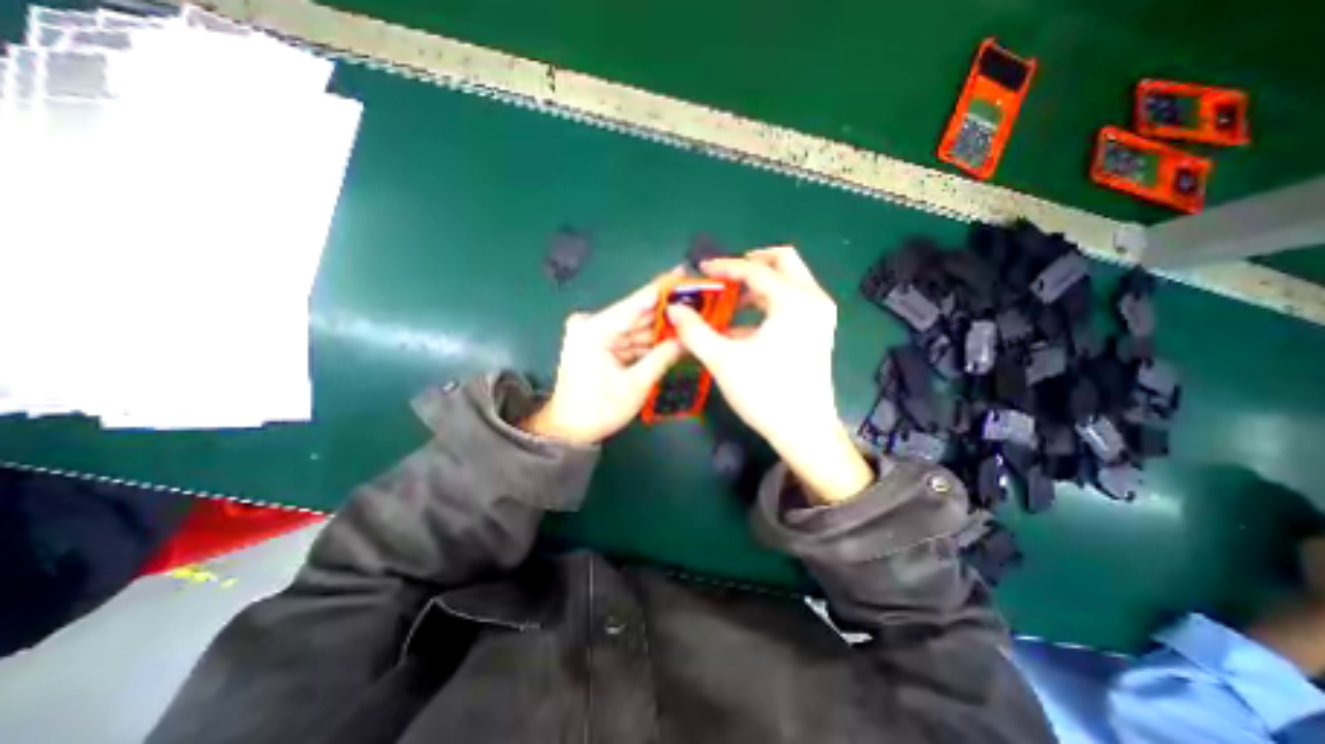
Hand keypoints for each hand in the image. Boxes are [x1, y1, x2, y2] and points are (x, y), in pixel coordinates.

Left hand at [521, 273, 681, 445]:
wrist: (569, 429)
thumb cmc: (599, 410)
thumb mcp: (636, 385)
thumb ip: (663, 357)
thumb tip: (689, 337)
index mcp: (595, 330)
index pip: (635, 303)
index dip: (662, 288)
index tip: (684, 272)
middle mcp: (592, 324)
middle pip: (637, 314)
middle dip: (666, 310)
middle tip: (696, 301)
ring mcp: (594, 333)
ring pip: (635, 327)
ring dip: (660, 326)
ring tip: (690, 319)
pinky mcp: (598, 343)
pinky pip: (629, 338)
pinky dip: (648, 340)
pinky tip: (672, 337)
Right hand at [669, 246, 876, 502]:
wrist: (803, 431)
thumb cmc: (764, 393)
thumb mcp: (723, 360)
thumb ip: (695, 331)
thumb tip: (674, 310)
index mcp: (793, 301)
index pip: (755, 270)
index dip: (724, 267)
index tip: (701, 270)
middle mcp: (813, 300)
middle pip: (782, 262)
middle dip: (751, 264)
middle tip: (724, 276)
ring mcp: (820, 316)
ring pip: (788, 282)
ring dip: (757, 286)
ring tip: (728, 301)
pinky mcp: (818, 331)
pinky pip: (792, 302)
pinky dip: (767, 304)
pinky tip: (741, 324)